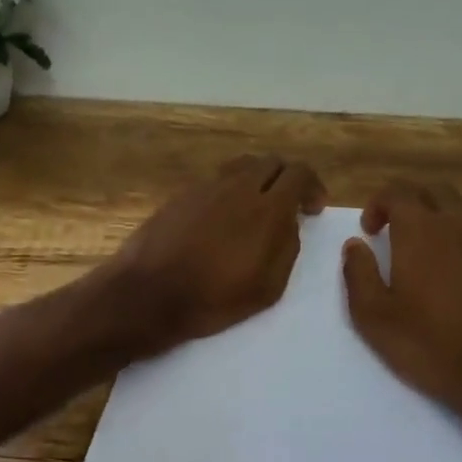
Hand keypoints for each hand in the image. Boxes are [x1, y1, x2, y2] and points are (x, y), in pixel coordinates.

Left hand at [106, 153, 325, 353]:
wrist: (149, 294)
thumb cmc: (214, 299)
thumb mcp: (268, 287)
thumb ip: (287, 247)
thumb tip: (289, 223)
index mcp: (266, 208)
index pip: (299, 173)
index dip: (313, 187)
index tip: (313, 209)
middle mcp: (237, 186)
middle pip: (271, 162)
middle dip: (286, 179)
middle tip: (288, 205)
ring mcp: (206, 187)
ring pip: (241, 166)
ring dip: (257, 180)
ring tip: (256, 208)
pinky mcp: (181, 194)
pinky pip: (215, 181)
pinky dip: (229, 191)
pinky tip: (222, 219)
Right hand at [341, 182, 461, 438]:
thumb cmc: (428, 343)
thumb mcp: (373, 316)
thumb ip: (358, 273)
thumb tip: (354, 245)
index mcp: (420, 229)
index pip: (397, 192)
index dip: (377, 205)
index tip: (369, 231)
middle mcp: (458, 222)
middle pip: (433, 191)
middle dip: (409, 202)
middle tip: (395, 230)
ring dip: (443, 211)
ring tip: (432, 237)